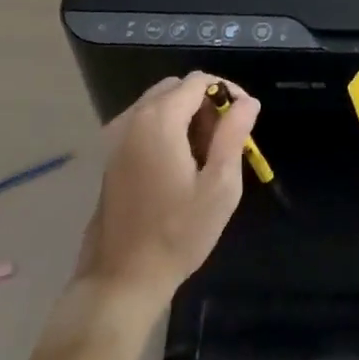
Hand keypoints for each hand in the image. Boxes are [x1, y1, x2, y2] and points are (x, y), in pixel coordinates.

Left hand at [73, 72, 259, 309]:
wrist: (121, 278)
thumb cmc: (177, 233)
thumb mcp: (220, 186)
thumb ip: (234, 135)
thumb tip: (247, 102)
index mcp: (159, 120)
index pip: (198, 81)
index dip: (227, 91)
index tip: (245, 118)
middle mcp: (133, 118)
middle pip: (176, 88)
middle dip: (206, 102)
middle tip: (226, 137)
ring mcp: (117, 137)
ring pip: (159, 104)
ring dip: (186, 115)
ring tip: (207, 152)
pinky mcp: (111, 156)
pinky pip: (144, 123)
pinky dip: (167, 128)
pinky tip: (180, 163)